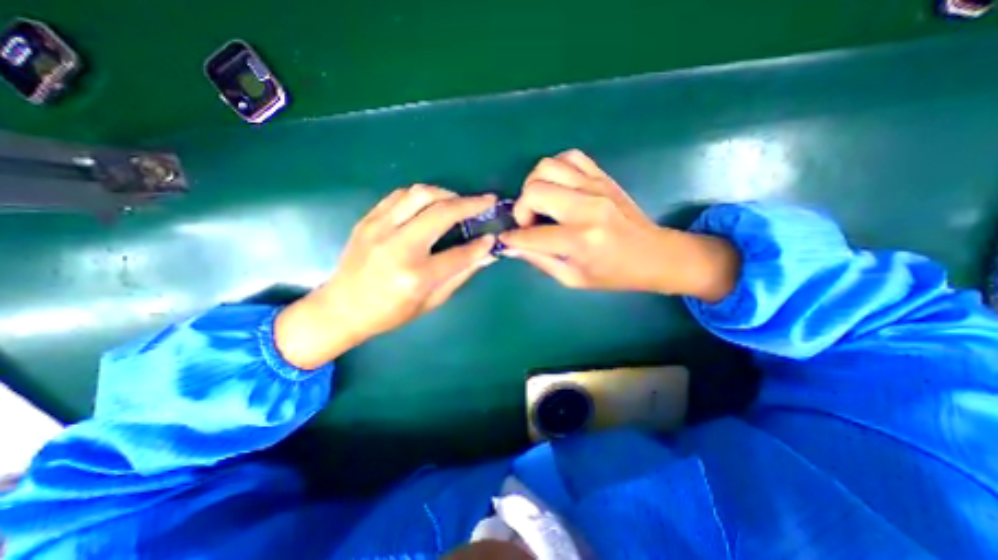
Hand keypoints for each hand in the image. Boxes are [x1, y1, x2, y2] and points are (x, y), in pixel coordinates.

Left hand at [274, 185, 498, 369]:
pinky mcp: (368, 220)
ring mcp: (379, 229)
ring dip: (446, 193)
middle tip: (487, 201)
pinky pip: (399, 195)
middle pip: (441, 213)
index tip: (493, 237)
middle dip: (470, 204)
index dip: (481, 246)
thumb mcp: (430, 302)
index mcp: (415, 276)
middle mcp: (398, 247)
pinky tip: (432, 203)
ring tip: (459, 202)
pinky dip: (422, 195)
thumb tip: (485, 255)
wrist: (342, 308)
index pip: (458, 254)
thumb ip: (459, 275)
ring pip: (420, 194)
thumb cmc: (389, 313)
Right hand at [503, 147, 735, 299]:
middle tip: (528, 223)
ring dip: (534, 185)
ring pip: (548, 166)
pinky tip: (557, 187)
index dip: (512, 238)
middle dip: (521, 208)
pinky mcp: (602, 177)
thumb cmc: (613, 274)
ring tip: (540, 204)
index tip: (506, 240)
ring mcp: (596, 187)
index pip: (531, 235)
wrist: (653, 255)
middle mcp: (586, 208)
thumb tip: (511, 246)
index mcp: (580, 240)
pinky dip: (555, 169)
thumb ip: (539, 260)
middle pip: (535, 190)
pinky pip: (570, 157)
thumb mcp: (572, 279)